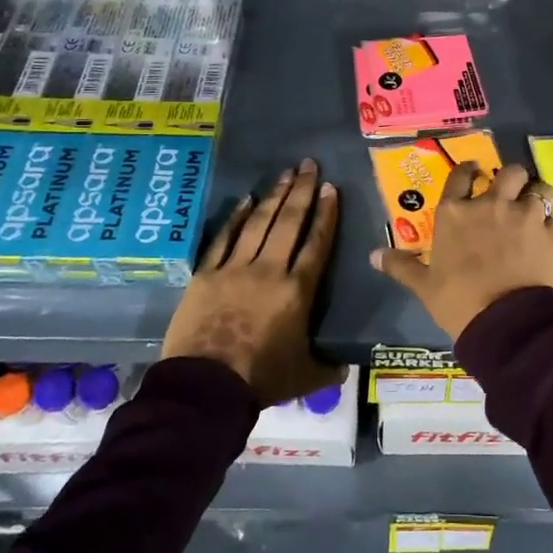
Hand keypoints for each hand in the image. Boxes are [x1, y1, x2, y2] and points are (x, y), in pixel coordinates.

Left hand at [162, 159, 343, 407]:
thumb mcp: (305, 376)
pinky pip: (224, 239)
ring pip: (259, 223)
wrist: (206, 387)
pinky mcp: (206, 275)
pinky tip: (245, 200)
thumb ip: (328, 367)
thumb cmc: (261, 380)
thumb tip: (346, 366)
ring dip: (274, 196)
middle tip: (310, 165)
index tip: (332, 189)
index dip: (326, 214)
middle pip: (289, 222)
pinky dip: (235, 218)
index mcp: (298, 291)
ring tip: (286, 173)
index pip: (317, 243)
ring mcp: (235, 268)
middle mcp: (269, 270)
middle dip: (302, 191)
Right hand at [370, 161, 552, 339]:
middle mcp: (491, 204)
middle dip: (511, 178)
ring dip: (535, 193)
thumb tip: (374, 256)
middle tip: (509, 192)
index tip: (473, 172)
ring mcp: (524, 215)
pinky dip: (551, 220)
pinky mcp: (550, 232)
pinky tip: (546, 231)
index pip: (461, 175)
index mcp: (455, 213)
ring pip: (538, 187)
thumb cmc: (458, 301)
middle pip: (509, 172)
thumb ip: (401, 266)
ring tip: (534, 206)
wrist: (505, 322)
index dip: (468, 170)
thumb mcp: (424, 286)